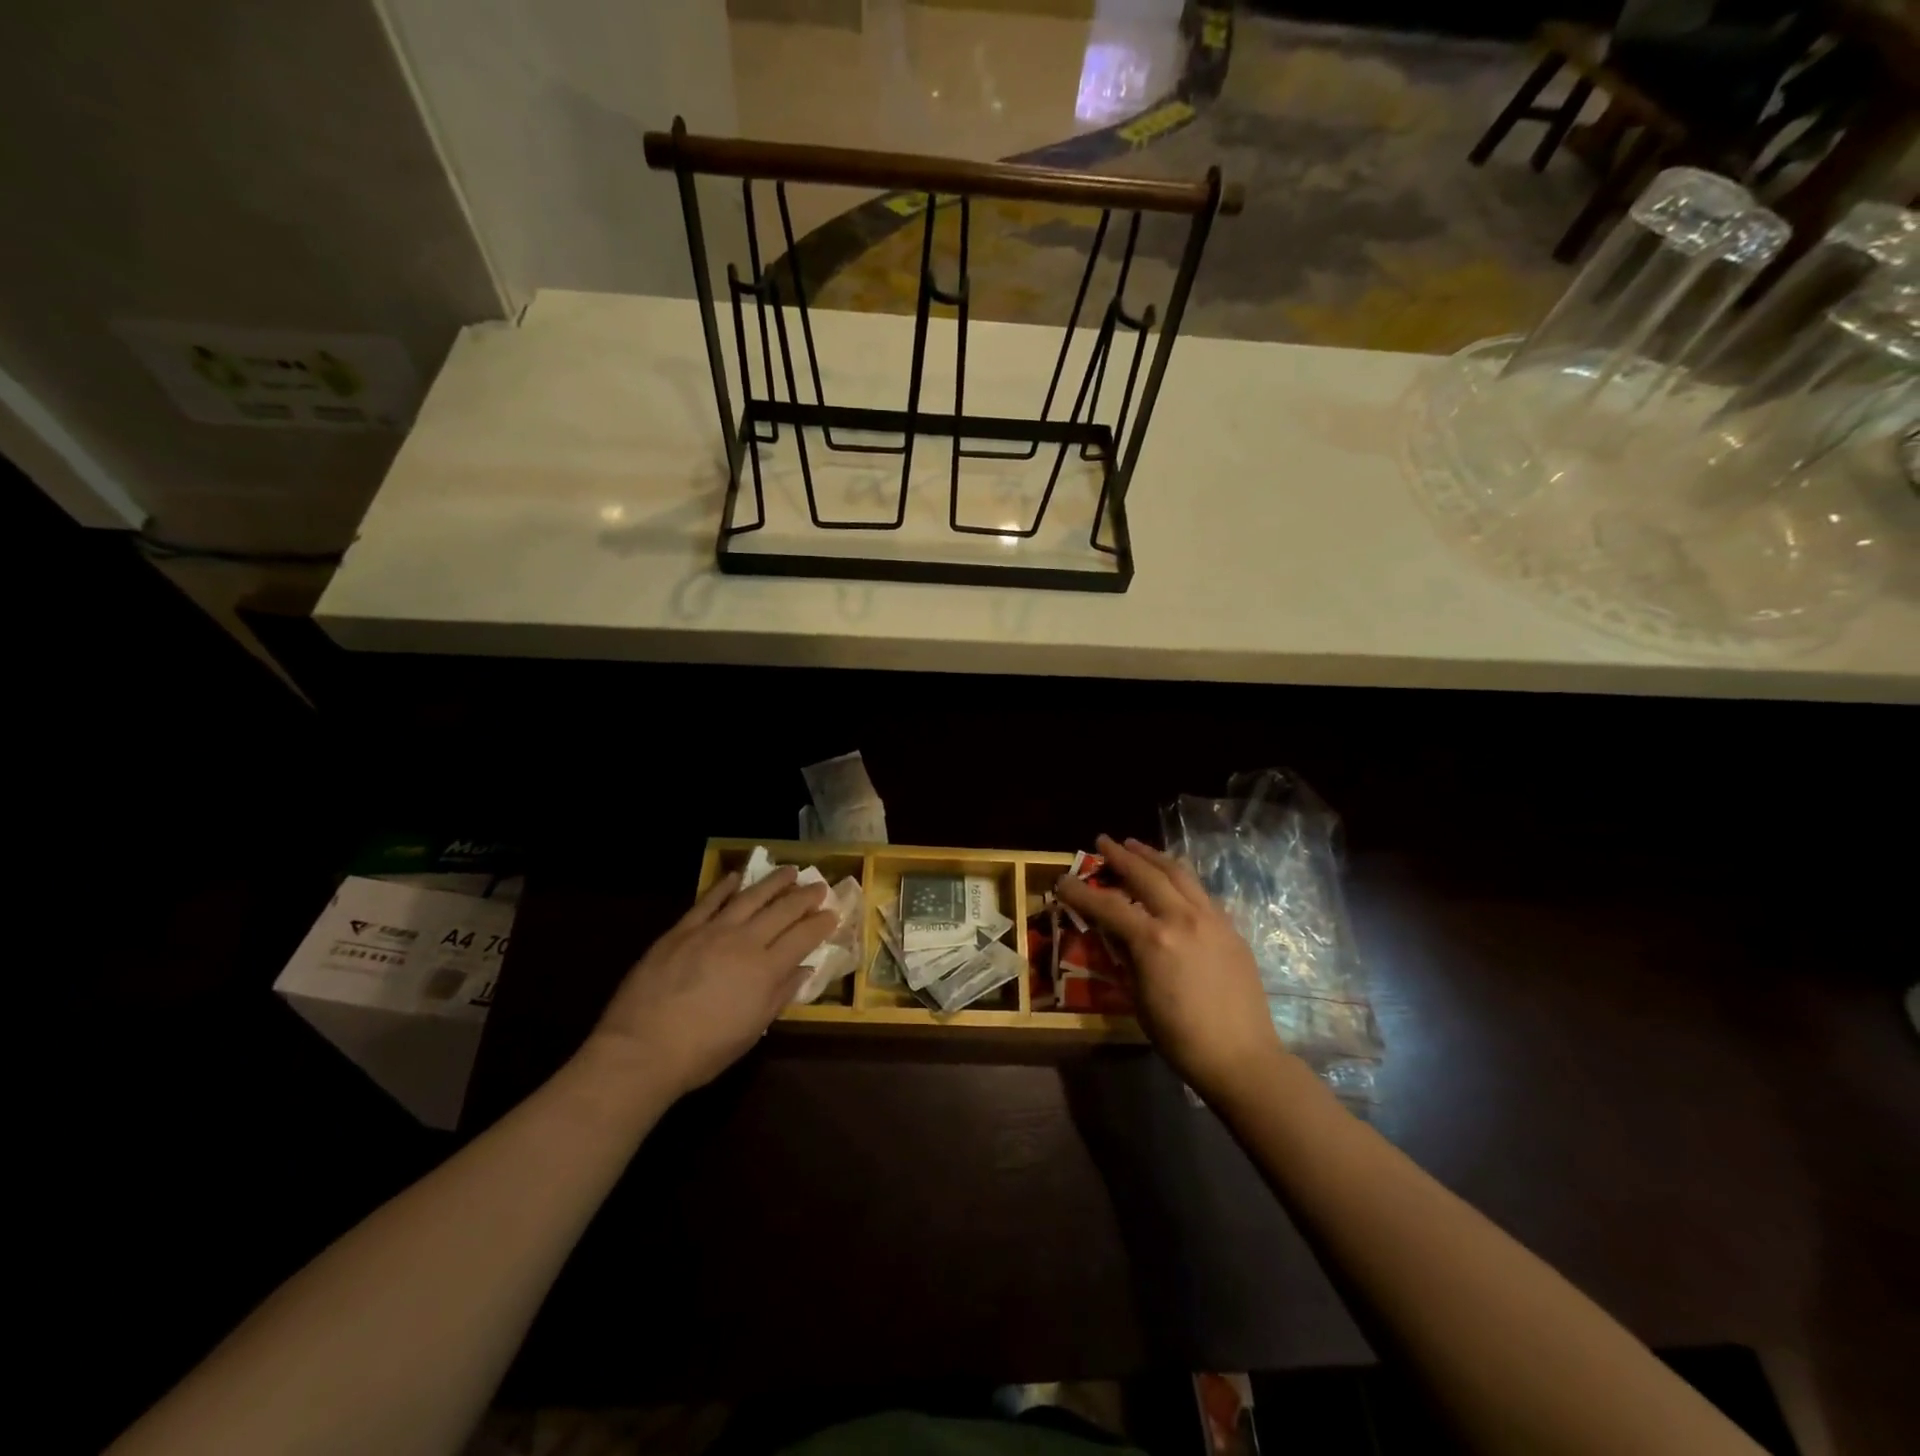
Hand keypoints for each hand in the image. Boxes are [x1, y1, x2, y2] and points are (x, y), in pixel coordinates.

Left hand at [584, 867, 836, 1101]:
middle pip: (783, 910)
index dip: (821, 923)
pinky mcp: (682, 929)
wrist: (643, 1049)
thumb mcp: (752, 1031)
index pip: (803, 937)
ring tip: (790, 871)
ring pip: (750, 896)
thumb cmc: (704, 1051)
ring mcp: (712, 930)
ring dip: (774, 882)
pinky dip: (726, 886)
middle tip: (819, 886)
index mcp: (766, 969)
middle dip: (806, 896)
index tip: (832, 913)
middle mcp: (745, 941)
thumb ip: (780, 995)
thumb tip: (804, 970)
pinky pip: (709, 900)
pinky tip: (737, 877)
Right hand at [1055, 834, 1286, 1103]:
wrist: (1241, 1056)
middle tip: (1102, 841)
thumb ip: (1125, 956)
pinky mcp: (1230, 928)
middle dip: (1120, 855)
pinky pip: (1200, 892)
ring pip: (1179, 873)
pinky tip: (1172, 878)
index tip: (1062, 880)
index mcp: (1153, 939)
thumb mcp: (1138, 997)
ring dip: (1153, 856)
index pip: (1107, 905)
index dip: (1080, 892)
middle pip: (1146, 874)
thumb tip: (1111, 929)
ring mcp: (1211, 919)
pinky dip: (1179, 877)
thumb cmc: (1180, 1036)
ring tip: (1136, 846)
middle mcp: (1182, 918)